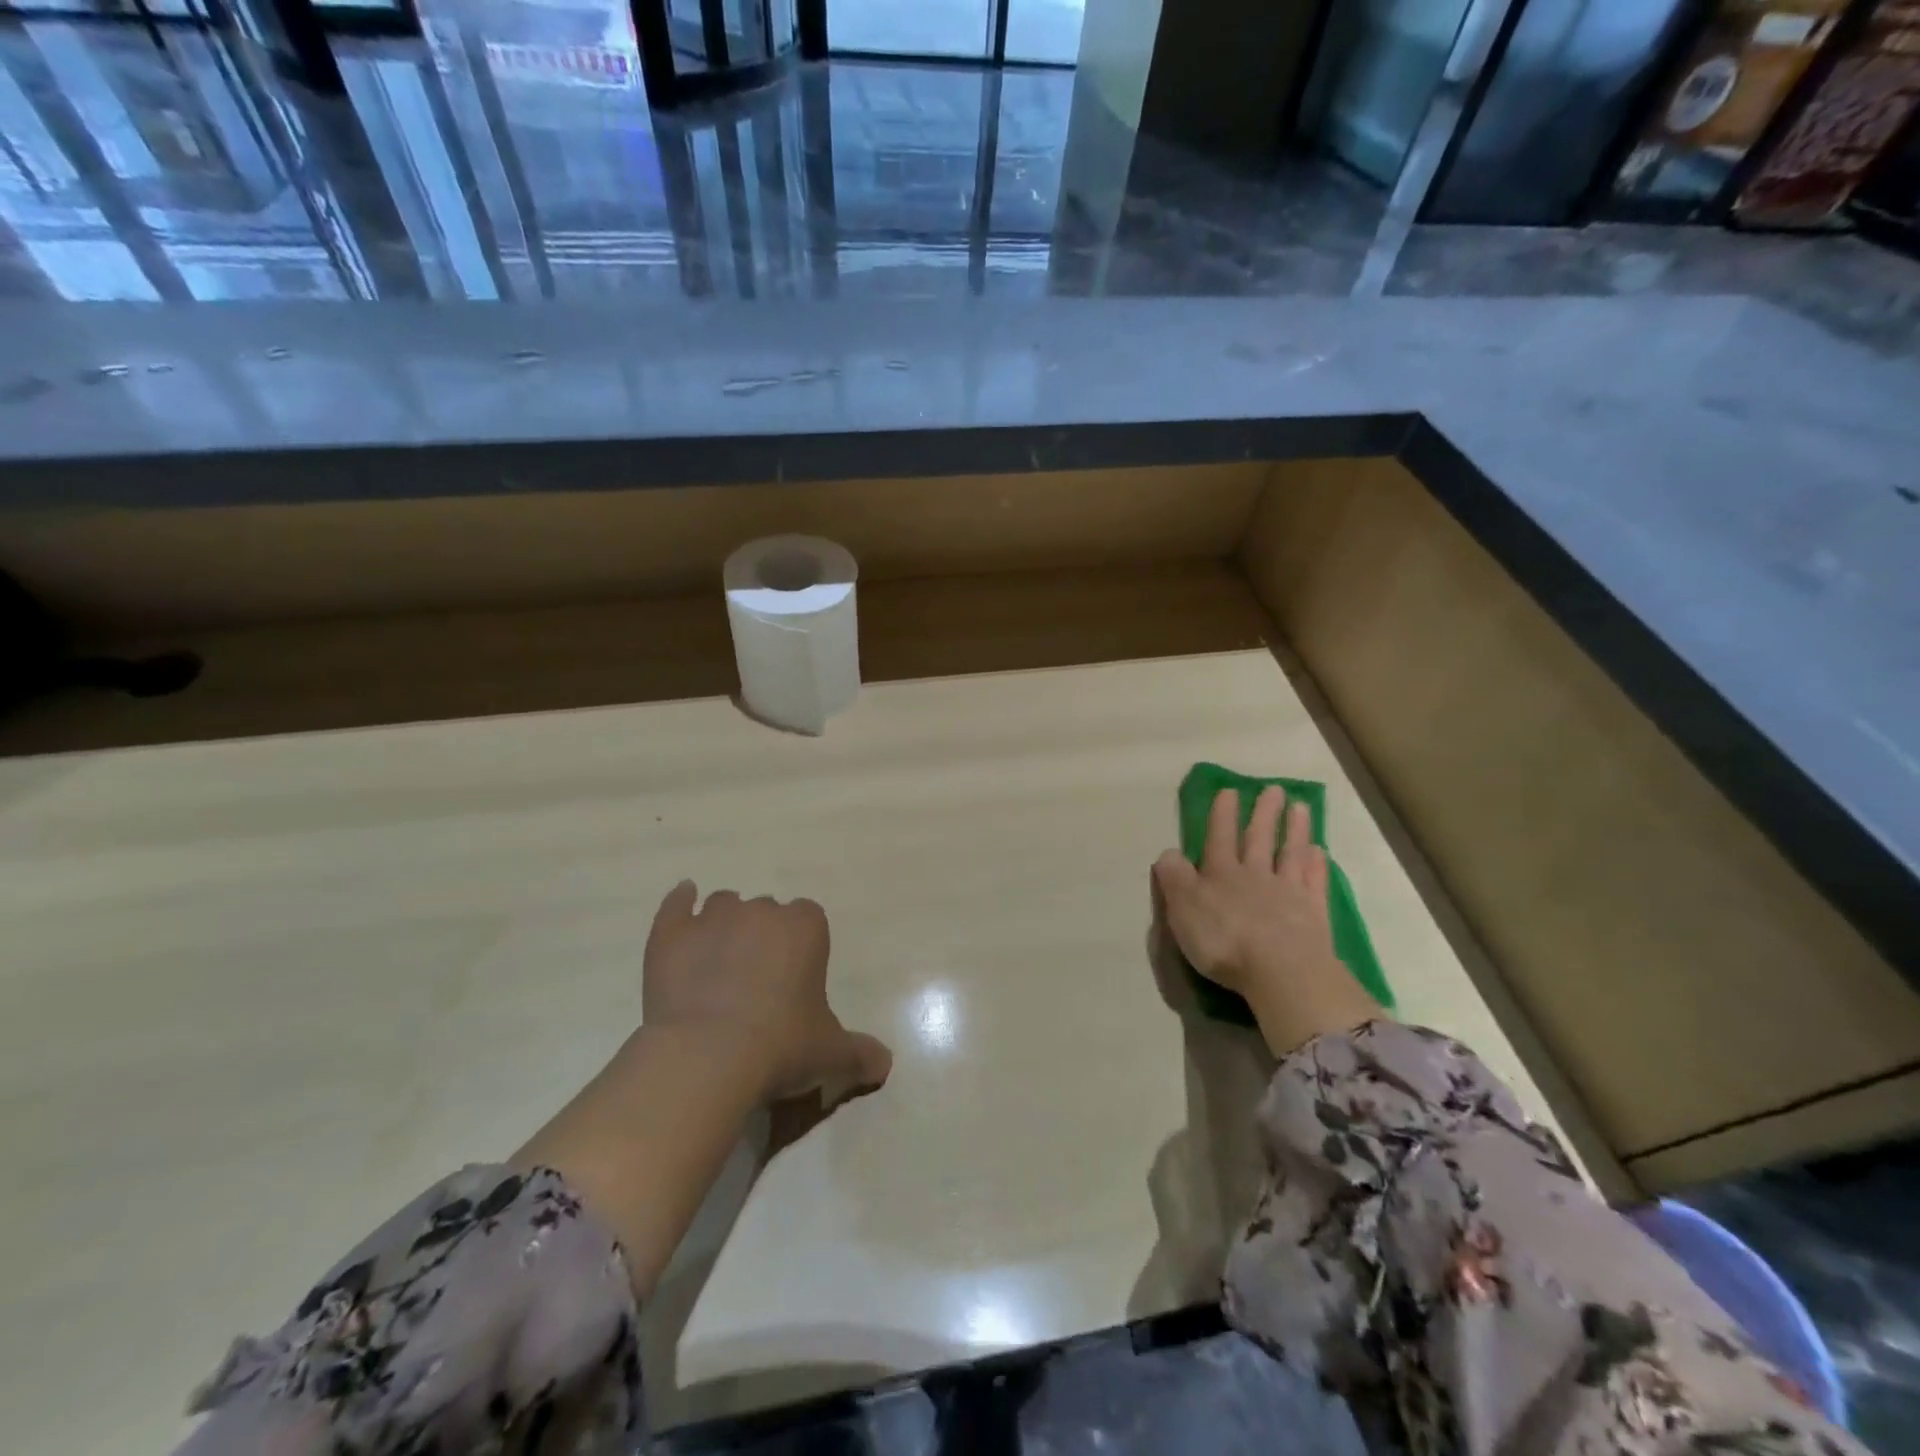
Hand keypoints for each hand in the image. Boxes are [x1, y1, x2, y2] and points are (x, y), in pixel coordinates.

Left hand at [644, 882, 892, 1108]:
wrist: (708, 1056)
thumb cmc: (781, 1046)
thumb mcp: (831, 1054)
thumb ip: (860, 1054)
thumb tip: (884, 1064)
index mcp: (805, 928)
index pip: (810, 919)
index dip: (801, 944)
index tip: (795, 976)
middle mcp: (761, 911)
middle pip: (766, 910)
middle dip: (763, 935)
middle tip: (757, 978)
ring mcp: (712, 919)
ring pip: (724, 905)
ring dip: (725, 924)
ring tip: (719, 959)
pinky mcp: (671, 934)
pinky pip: (676, 905)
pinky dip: (680, 904)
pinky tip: (682, 902)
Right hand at [1153, 787, 1381, 1055]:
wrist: (1281, 970)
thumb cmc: (1223, 940)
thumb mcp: (1182, 909)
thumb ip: (1174, 878)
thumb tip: (1168, 852)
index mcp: (1220, 874)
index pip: (1219, 837)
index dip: (1223, 814)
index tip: (1229, 790)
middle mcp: (1255, 875)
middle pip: (1259, 838)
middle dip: (1264, 813)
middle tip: (1274, 789)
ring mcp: (1288, 892)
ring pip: (1290, 853)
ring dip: (1294, 829)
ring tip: (1300, 806)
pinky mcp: (1314, 913)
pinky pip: (1314, 881)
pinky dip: (1317, 864)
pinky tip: (1320, 851)